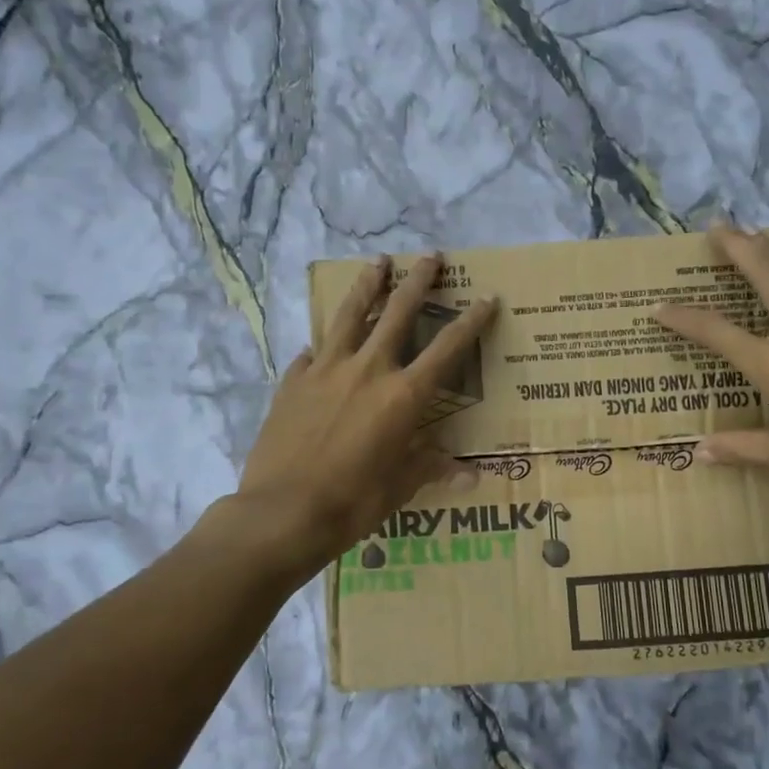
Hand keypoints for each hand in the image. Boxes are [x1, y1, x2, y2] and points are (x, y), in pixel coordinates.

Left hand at [241, 253, 496, 558]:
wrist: (282, 512)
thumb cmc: (352, 502)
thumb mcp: (401, 487)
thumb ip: (432, 469)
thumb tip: (471, 475)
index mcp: (403, 395)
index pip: (447, 349)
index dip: (471, 322)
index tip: (486, 298)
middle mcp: (368, 370)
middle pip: (397, 312)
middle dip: (418, 281)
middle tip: (430, 257)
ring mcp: (325, 370)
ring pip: (350, 314)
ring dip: (367, 285)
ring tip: (377, 262)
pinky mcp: (293, 381)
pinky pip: (312, 352)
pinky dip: (324, 345)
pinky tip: (322, 344)